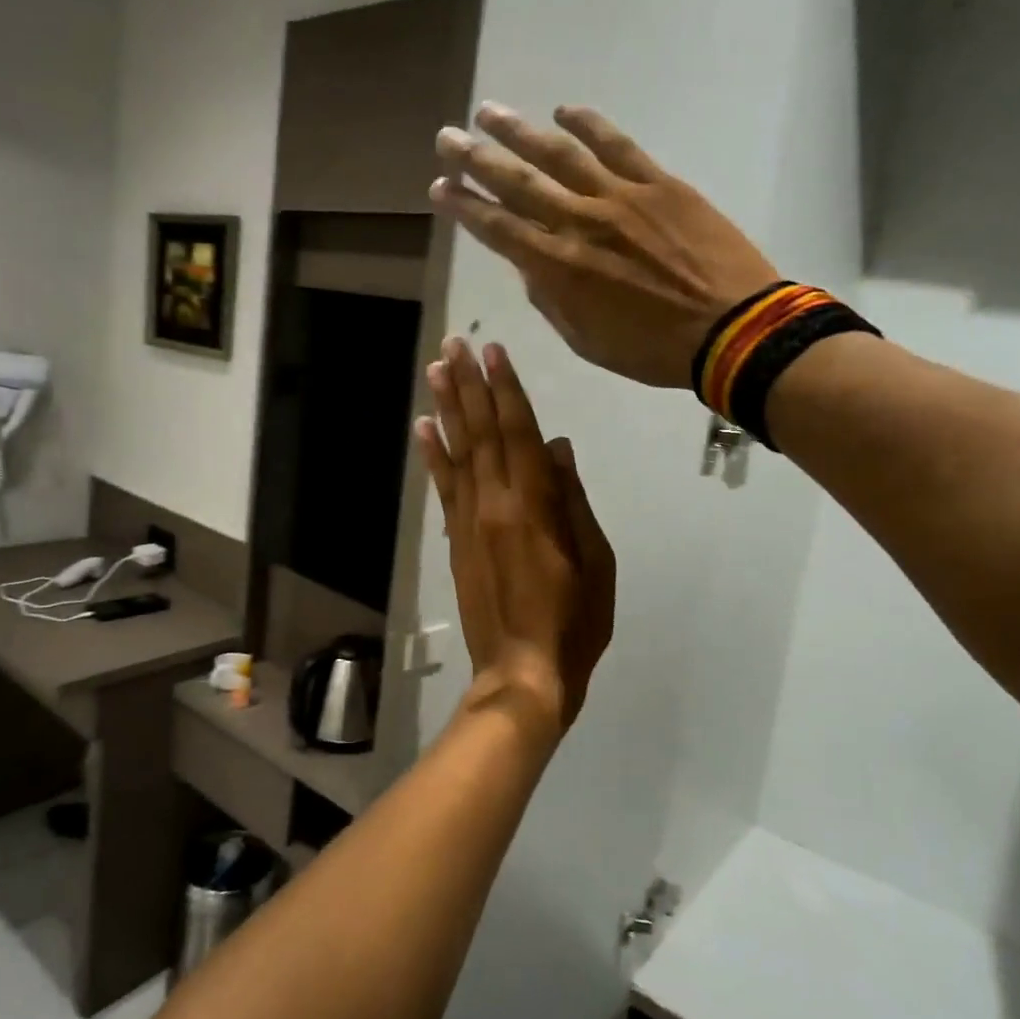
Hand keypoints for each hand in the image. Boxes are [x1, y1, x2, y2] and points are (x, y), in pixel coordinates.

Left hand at [417, 338, 615, 736]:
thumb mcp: (595, 561)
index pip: (518, 433)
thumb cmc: (573, 622)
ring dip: (447, 408)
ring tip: (435, 370)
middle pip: (482, 433)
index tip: (493, 352)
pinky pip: (443, 488)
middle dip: (469, 385)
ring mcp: (469, 521)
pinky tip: (425, 428)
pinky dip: (433, 455)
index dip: (506, 390)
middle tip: (454, 344)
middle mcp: (494, 504)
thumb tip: (555, 447)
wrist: (521, 674)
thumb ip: (572, 499)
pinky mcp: (456, 541)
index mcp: (534, 506)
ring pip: (458, 452)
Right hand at [431, 104, 779, 389]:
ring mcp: (620, 197)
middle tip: (447, 136)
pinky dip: (588, 125)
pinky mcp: (658, 183)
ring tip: (490, 112)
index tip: (439, 187)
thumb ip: (552, 300)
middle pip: (517, 182)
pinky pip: (617, 145)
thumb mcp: (587, 341)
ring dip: (520, 131)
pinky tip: (564, 111)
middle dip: (476, 158)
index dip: (464, 205)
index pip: (497, 228)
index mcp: (558, 267)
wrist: (730, 328)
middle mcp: (579, 222)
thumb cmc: (652, 348)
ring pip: (559, 154)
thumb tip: (530, 264)